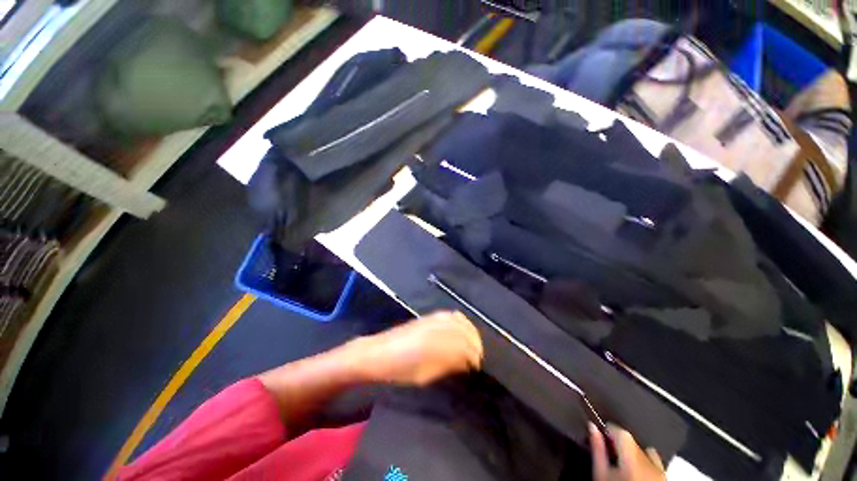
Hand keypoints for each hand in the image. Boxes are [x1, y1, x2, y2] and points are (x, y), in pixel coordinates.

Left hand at [356, 311, 483, 385]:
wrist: (377, 353)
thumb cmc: (399, 371)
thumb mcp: (425, 376)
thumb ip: (447, 366)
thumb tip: (465, 363)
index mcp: (437, 346)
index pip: (464, 347)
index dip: (474, 356)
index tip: (476, 365)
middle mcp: (437, 328)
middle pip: (464, 332)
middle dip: (475, 343)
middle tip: (477, 356)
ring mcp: (432, 320)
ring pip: (459, 320)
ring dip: (469, 331)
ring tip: (472, 342)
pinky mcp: (428, 316)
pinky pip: (449, 315)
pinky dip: (460, 321)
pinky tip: (461, 328)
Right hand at [591, 424, 665, 480]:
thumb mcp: (601, 475)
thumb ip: (598, 450)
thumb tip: (593, 426)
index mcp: (633, 458)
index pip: (621, 432)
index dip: (609, 430)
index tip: (601, 435)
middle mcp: (651, 462)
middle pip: (634, 442)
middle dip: (621, 444)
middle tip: (610, 453)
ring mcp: (662, 472)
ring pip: (647, 452)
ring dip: (634, 453)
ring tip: (623, 464)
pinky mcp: (666, 479)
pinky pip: (656, 464)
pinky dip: (645, 463)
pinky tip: (637, 473)